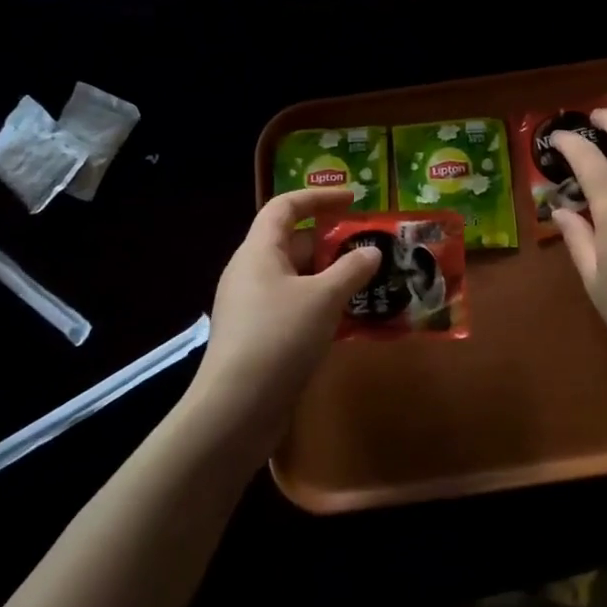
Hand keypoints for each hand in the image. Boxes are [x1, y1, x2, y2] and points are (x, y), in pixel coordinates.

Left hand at [187, 188, 382, 453]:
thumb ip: (351, 270)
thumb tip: (371, 252)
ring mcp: (252, 307)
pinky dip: (321, 306)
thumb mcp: (323, 298)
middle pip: (293, 243)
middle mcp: (251, 273)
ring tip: (368, 284)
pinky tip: (348, 321)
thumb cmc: (279, 338)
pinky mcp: (258, 338)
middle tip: (370, 249)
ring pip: (296, 279)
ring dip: (330, 278)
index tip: (354, 199)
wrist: (236, 410)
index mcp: (258, 252)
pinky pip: (294, 307)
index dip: (319, 197)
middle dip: (332, 243)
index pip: (285, 207)